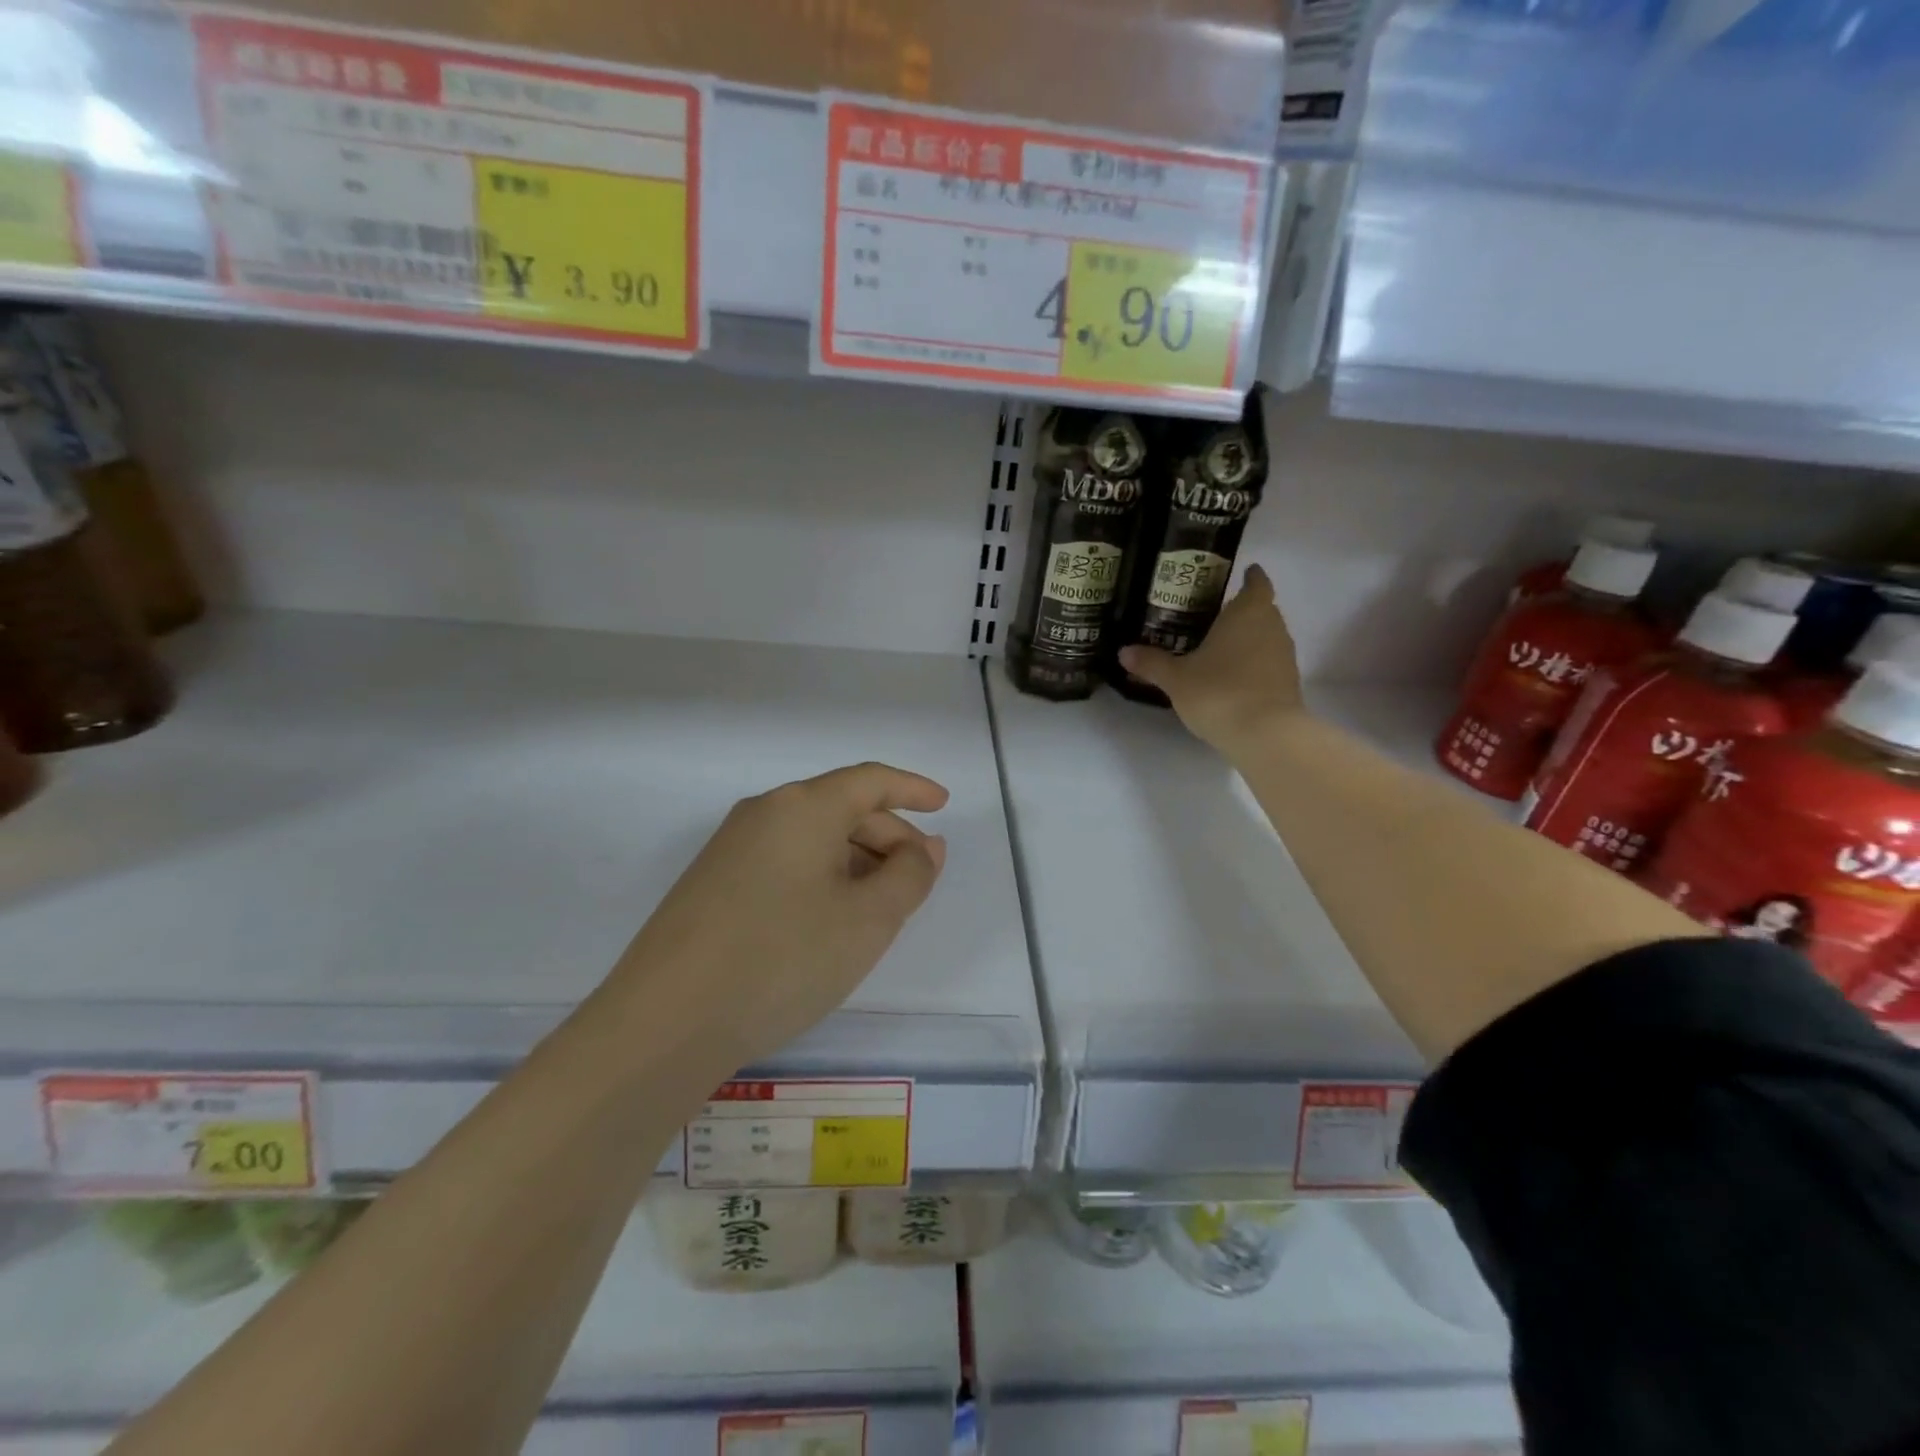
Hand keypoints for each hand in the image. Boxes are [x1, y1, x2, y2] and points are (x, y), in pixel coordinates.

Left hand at [608, 762, 948, 1071]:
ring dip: (855, 861)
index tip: (944, 804)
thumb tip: (925, 846)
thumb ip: (909, 875)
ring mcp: (731, 847)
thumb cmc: (783, 958)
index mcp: (803, 807)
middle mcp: (764, 813)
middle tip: (918, 878)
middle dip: (888, 836)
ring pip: (812, 839)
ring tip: (879, 907)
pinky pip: (784, 862)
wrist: (664, 1022)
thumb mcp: (868, 920)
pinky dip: (821, 878)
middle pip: (841, 808)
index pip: (870, 780)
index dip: (912, 788)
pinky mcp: (712, 883)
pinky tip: (830, 921)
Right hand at [1117, 563, 1304, 753]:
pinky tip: (1230, 676)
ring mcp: (1284, 656)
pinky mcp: (1288, 683)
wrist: (1265, 735)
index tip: (1243, 573)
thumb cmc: (1219, 692)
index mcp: (1248, 613)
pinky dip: (1253, 663)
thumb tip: (1124, 652)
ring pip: (1266, 636)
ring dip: (1248, 639)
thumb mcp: (1176, 678)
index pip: (1256, 583)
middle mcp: (1272, 627)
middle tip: (1212, 615)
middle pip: (1262, 609)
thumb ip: (1151, 663)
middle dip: (1242, 610)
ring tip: (1218, 647)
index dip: (1250, 577)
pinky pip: (1268, 662)